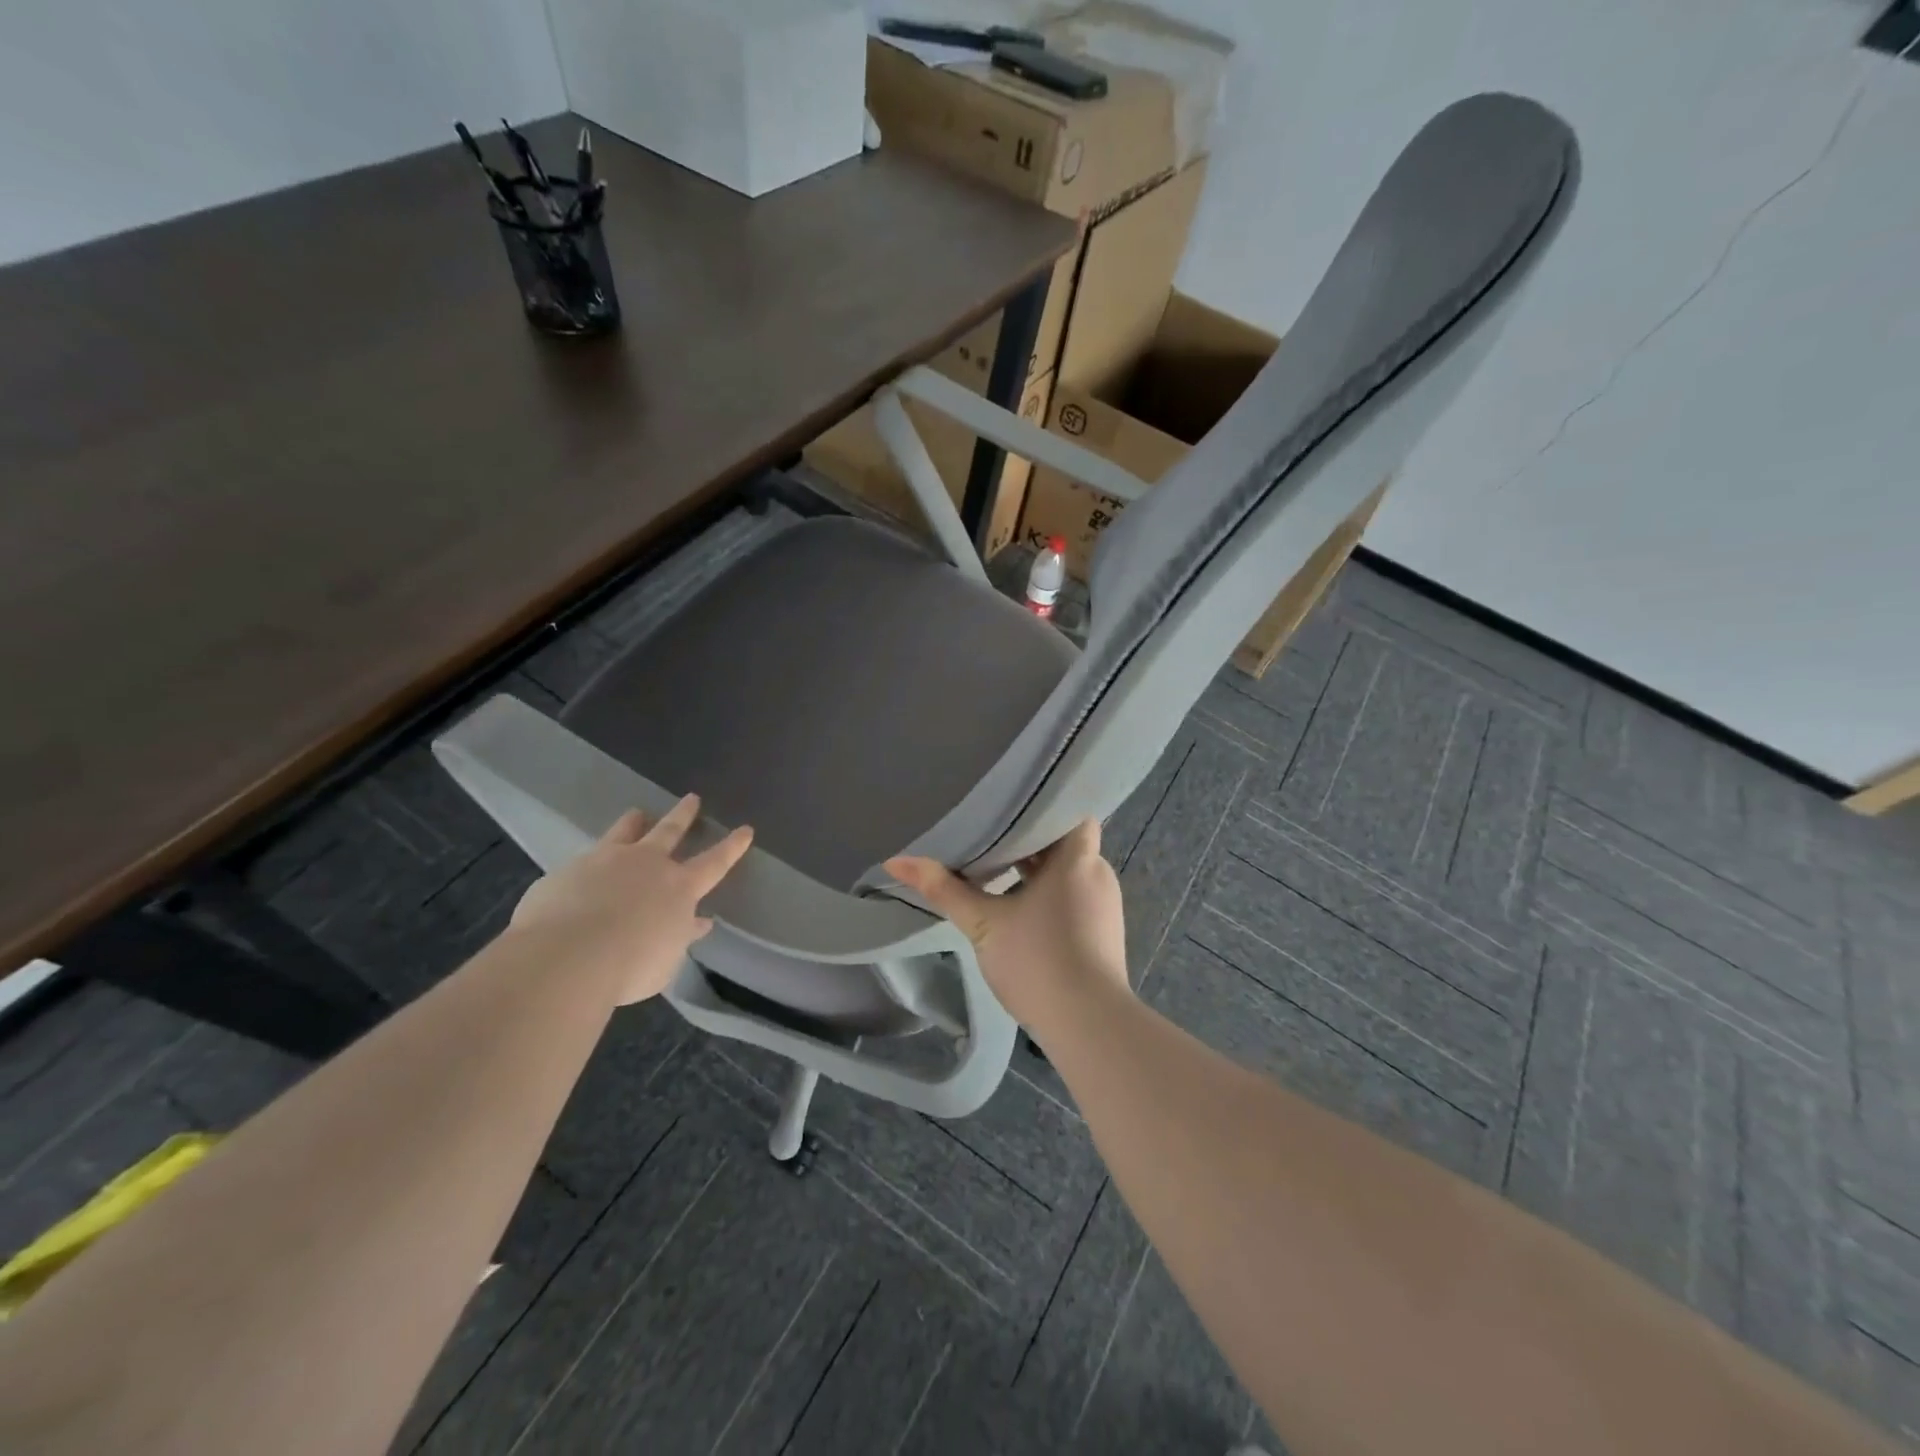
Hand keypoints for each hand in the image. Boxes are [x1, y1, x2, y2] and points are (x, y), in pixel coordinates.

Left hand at [509, 795, 752, 1004]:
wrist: (566, 957)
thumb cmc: (629, 967)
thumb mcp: (666, 960)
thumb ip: (680, 936)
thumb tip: (698, 923)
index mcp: (679, 888)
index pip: (715, 863)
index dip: (732, 847)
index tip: (745, 829)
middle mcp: (647, 865)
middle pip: (670, 832)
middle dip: (684, 815)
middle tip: (691, 799)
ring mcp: (606, 861)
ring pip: (626, 832)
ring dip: (634, 822)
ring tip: (637, 813)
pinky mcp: (568, 869)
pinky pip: (585, 859)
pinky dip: (591, 861)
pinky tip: (582, 869)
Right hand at [885, 818, 1127, 1036]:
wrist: (1089, 1025)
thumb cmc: (1038, 959)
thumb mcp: (983, 923)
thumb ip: (943, 889)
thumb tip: (896, 861)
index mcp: (1077, 859)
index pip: (1071, 813)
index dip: (1045, 807)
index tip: (1012, 807)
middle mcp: (1098, 875)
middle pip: (1066, 843)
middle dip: (1031, 841)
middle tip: (991, 834)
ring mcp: (1106, 906)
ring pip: (1070, 873)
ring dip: (1039, 871)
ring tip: (1000, 866)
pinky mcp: (1105, 934)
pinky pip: (1077, 898)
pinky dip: (1052, 895)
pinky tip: (1022, 907)